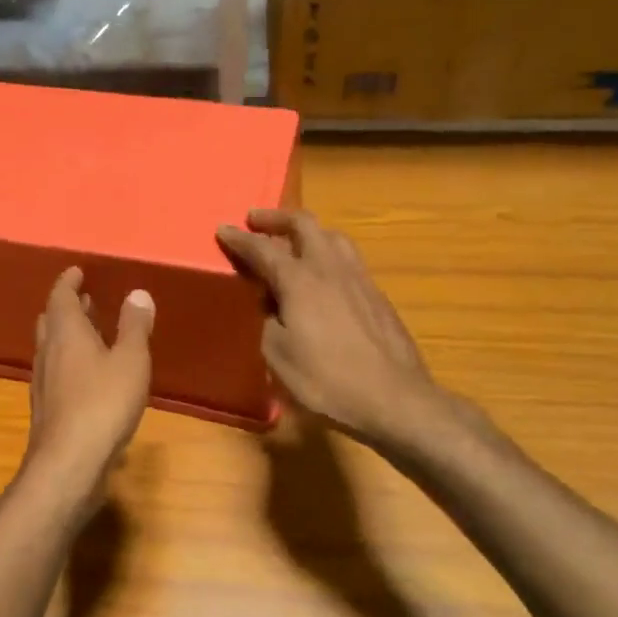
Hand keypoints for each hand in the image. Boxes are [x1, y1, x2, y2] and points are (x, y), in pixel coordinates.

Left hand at [21, 267, 154, 493]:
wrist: (69, 462)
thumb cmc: (103, 403)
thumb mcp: (130, 360)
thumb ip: (134, 326)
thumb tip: (137, 293)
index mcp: (66, 332)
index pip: (61, 296)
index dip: (69, 282)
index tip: (78, 271)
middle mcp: (48, 351)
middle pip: (51, 320)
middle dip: (67, 307)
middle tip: (86, 300)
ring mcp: (43, 381)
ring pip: (51, 347)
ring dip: (68, 335)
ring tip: (90, 333)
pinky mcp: (47, 408)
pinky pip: (56, 372)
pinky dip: (69, 361)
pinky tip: (87, 376)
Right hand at [218, 209, 455, 449]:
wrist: (394, 398)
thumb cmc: (328, 380)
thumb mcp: (278, 357)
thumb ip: (267, 322)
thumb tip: (269, 305)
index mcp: (300, 281)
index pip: (263, 249)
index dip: (240, 239)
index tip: (223, 229)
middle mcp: (330, 269)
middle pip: (305, 225)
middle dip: (277, 218)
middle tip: (256, 220)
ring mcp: (359, 279)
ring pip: (332, 237)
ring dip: (307, 231)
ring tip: (293, 241)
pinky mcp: (377, 295)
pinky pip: (347, 259)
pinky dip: (327, 253)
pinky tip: (324, 275)